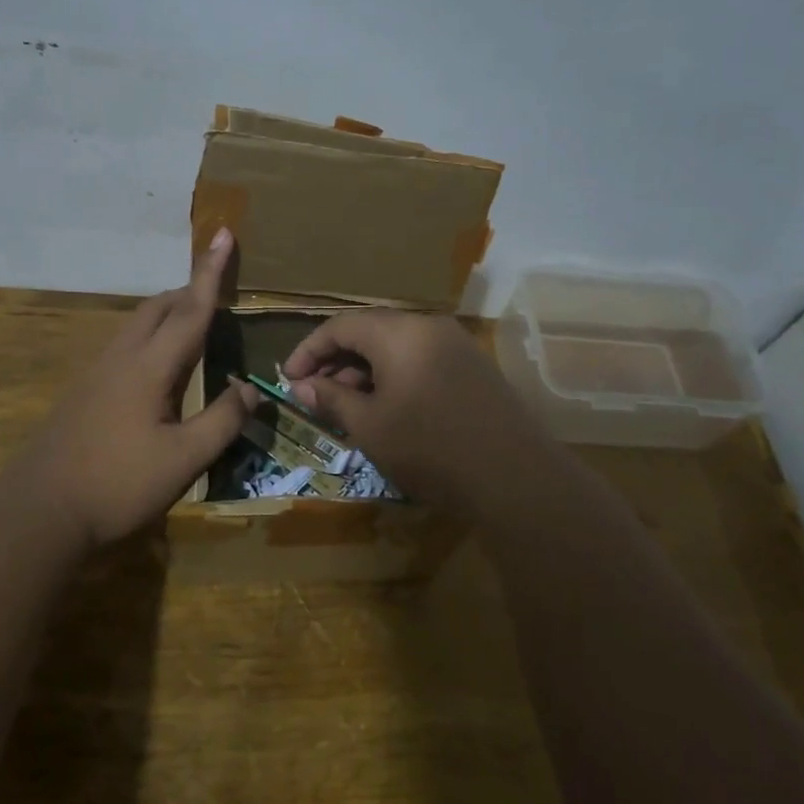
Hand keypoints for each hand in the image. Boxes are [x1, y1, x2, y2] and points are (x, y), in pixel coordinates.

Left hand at [10, 228, 254, 547]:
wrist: (40, 510)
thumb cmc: (118, 485)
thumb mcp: (184, 460)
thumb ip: (222, 421)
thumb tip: (250, 389)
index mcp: (150, 367)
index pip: (190, 309)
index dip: (211, 272)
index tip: (224, 233)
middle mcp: (122, 357)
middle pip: (159, 307)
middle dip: (190, 291)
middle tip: (219, 294)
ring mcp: (98, 372)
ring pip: (138, 324)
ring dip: (169, 313)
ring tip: (195, 327)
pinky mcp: (85, 390)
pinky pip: (126, 345)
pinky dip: (152, 337)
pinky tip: (160, 369)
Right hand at [281, 309, 558, 507]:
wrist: (514, 477)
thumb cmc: (430, 448)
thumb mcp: (370, 426)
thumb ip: (332, 399)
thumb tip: (302, 386)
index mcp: (399, 332)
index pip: (340, 326)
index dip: (309, 350)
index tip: (289, 379)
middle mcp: (428, 326)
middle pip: (370, 330)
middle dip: (337, 360)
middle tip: (316, 394)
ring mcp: (456, 344)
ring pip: (396, 345)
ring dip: (365, 369)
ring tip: (348, 405)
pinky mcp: (474, 366)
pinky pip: (421, 358)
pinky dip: (395, 375)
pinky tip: (388, 407)